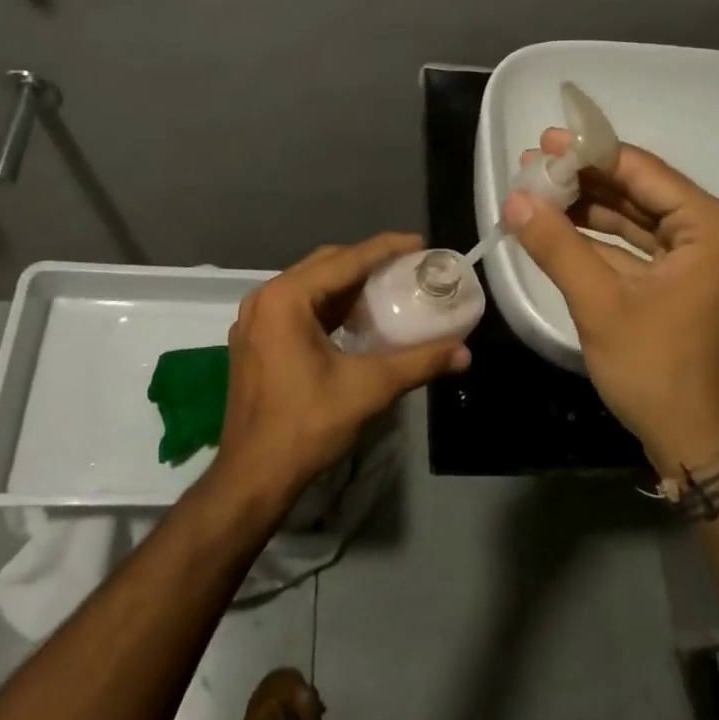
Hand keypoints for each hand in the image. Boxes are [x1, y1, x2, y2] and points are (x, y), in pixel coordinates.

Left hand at [210, 233, 469, 506]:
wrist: (254, 476)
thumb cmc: (307, 425)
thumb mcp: (369, 388)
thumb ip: (419, 363)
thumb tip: (464, 353)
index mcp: (286, 299)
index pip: (345, 260)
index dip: (386, 248)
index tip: (420, 243)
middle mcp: (264, 299)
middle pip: (325, 265)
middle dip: (367, 261)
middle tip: (408, 266)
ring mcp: (255, 320)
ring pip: (310, 285)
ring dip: (348, 283)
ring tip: (388, 287)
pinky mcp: (254, 341)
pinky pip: (297, 306)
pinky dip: (329, 305)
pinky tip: (356, 318)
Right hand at [504, 132, 718, 474]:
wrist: (696, 442)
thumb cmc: (657, 369)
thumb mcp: (601, 304)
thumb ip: (557, 246)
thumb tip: (514, 200)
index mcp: (709, 227)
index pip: (643, 172)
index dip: (590, 154)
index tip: (545, 141)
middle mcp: (709, 233)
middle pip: (638, 191)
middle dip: (584, 180)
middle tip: (532, 164)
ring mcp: (694, 259)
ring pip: (633, 218)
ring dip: (586, 208)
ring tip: (535, 191)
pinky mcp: (678, 282)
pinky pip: (633, 247)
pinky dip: (596, 239)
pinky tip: (555, 227)